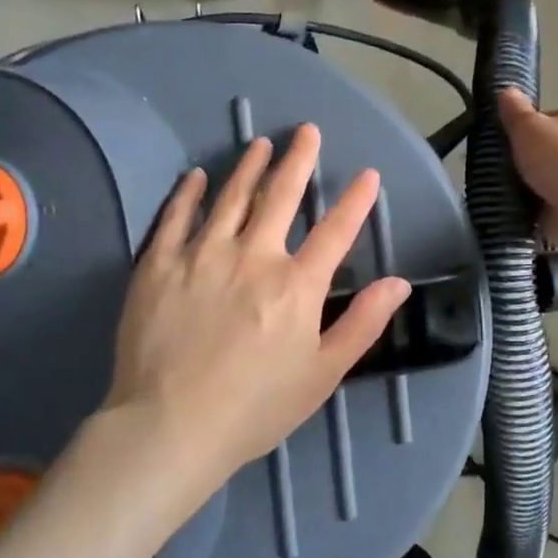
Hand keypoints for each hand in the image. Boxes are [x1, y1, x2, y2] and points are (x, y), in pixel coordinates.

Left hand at [102, 124, 410, 494]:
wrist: (171, 426)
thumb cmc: (255, 408)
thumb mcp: (323, 374)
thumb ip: (362, 324)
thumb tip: (398, 283)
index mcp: (296, 284)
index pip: (335, 231)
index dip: (355, 201)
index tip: (367, 174)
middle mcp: (252, 256)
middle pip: (280, 196)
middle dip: (297, 160)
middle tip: (305, 131)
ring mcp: (201, 255)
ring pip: (230, 197)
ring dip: (249, 167)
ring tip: (260, 144)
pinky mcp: (159, 264)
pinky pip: (175, 217)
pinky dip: (189, 193)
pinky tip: (197, 177)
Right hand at [499, 90, 557, 260]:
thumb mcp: (529, 127)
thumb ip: (515, 111)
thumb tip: (505, 90)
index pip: (547, 117)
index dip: (524, 126)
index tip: (503, 139)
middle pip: (544, 149)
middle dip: (522, 159)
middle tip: (493, 166)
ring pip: (543, 178)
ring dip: (524, 186)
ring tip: (495, 190)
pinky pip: (543, 205)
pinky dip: (529, 208)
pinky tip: (508, 210)